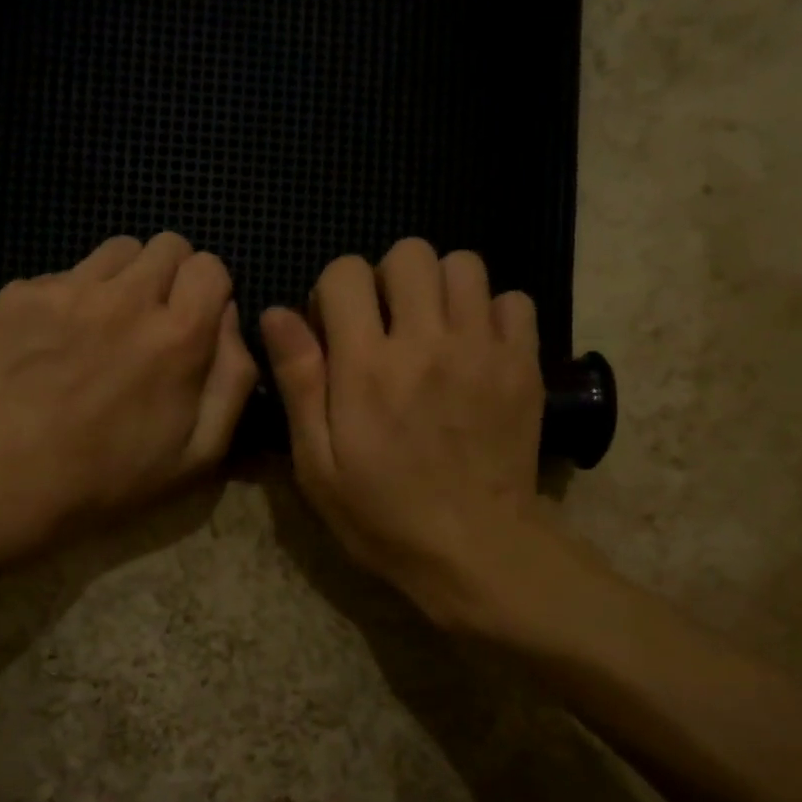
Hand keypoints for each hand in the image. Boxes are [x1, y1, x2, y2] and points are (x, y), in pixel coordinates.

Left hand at [0, 233, 256, 547]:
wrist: (11, 485)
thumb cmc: (114, 478)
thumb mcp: (202, 453)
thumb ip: (234, 378)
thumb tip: (229, 317)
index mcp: (179, 335)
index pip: (209, 265)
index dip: (207, 290)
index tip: (193, 319)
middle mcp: (127, 299)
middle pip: (166, 244)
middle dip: (169, 276)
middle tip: (152, 320)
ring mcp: (68, 292)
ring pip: (114, 251)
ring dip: (122, 279)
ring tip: (104, 325)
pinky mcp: (18, 296)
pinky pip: (59, 274)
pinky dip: (67, 299)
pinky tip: (54, 342)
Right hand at [260, 237, 549, 627]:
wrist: (475, 549)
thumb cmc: (382, 514)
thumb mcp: (317, 463)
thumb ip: (298, 382)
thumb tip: (277, 314)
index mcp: (367, 366)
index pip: (347, 272)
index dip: (334, 292)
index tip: (337, 331)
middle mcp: (426, 342)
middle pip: (410, 252)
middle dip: (388, 279)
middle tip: (386, 325)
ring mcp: (482, 349)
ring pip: (465, 264)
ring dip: (440, 287)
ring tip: (433, 330)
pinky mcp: (523, 365)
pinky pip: (515, 300)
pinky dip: (493, 312)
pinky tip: (477, 347)